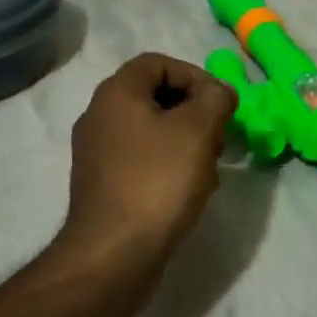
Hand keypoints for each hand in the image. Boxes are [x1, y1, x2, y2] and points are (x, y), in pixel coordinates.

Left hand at [60, 52, 237, 279]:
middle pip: (155, 96)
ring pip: (150, 130)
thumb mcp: (198, 129)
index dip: (195, 76)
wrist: (113, 254)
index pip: (158, 63)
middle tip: (219, 137)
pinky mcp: (102, 184)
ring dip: (185, 141)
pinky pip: (141, 160)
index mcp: (116, 93)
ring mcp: (97, 152)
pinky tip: (189, 191)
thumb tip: (218, 93)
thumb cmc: (157, 181)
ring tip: (209, 168)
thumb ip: (215, 98)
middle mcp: (99, 115)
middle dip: (194, 112)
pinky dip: (168, 165)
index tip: (220, 104)